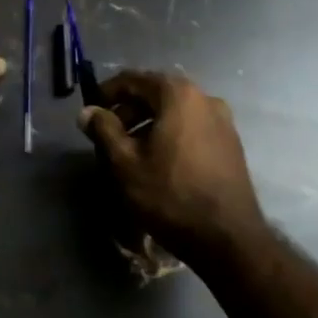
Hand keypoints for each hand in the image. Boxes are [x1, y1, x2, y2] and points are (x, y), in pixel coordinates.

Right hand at [79, 70, 264, 261]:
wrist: (228, 238)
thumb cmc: (170, 195)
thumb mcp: (125, 163)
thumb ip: (104, 130)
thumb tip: (87, 111)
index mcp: (178, 94)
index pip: (134, 79)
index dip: (108, 92)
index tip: (91, 110)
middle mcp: (204, 98)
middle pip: (157, 93)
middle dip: (128, 109)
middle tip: (108, 134)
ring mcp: (223, 121)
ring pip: (175, 111)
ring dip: (149, 123)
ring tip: (130, 151)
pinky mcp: (231, 143)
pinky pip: (192, 127)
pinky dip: (170, 134)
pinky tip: (159, 161)